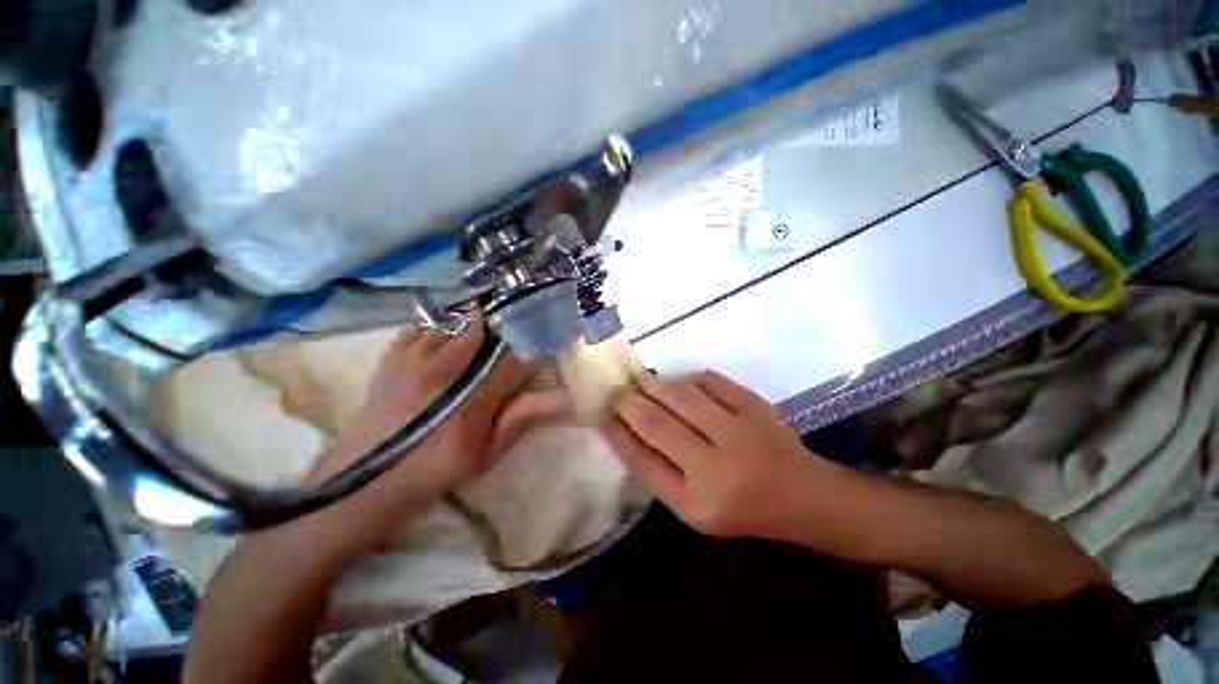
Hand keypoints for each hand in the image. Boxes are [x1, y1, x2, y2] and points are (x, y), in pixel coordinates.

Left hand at [308, 318, 572, 551]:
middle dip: (504, 325)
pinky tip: (447, 329)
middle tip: (515, 327)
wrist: (365, 481)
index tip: (543, 346)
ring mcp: (414, 361)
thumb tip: (563, 398)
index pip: (514, 358)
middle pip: (483, 330)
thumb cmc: (435, 470)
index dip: (533, 347)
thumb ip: (521, 419)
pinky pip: (419, 326)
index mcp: (473, 397)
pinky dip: (438, 322)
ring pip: (452, 323)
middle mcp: (445, 371)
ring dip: (474, 320)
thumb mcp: (486, 454)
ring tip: (486, 323)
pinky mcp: (393, 359)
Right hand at [601, 371, 836, 538]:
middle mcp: (717, 469)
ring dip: (654, 384)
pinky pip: (709, 380)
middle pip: (656, 423)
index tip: (600, 413)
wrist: (803, 496)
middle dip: (628, 401)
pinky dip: (686, 377)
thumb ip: (657, 469)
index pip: (641, 459)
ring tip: (641, 382)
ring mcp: (740, 432)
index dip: (616, 432)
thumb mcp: (692, 506)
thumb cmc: (741, 508)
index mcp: (696, 503)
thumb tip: (623, 427)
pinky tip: (676, 381)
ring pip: (681, 395)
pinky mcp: (756, 406)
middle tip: (616, 391)